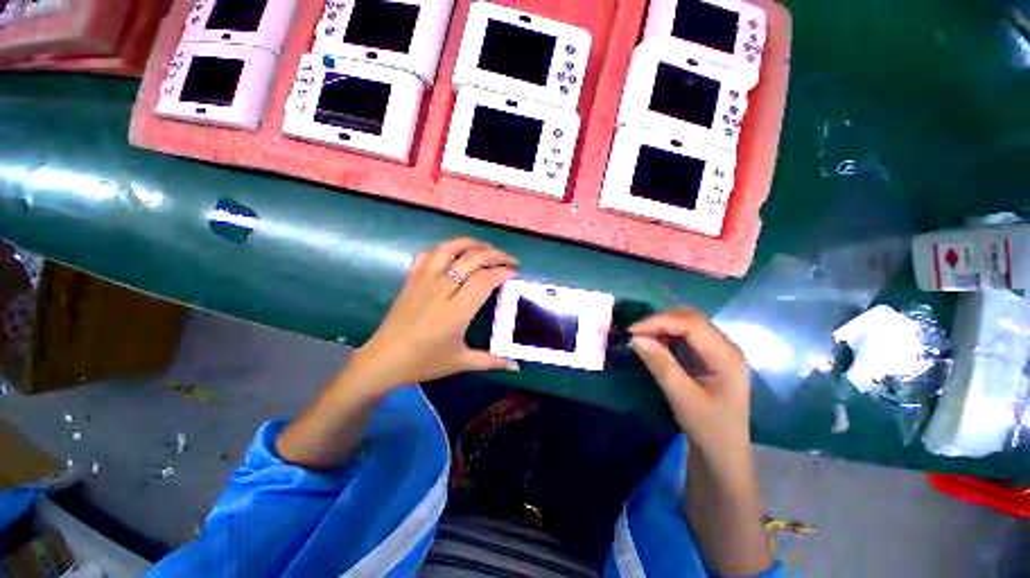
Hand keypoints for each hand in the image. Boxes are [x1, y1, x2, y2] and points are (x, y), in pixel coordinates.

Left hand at [345, 237, 519, 394]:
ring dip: (472, 244)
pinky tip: (456, 252)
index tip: (515, 274)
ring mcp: (423, 280)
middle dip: (495, 255)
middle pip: (472, 258)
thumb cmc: (424, 362)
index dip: (503, 272)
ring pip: (449, 248)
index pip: (485, 279)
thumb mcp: (461, 362)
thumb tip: (516, 366)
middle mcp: (441, 289)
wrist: (383, 360)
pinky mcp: (411, 279)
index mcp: (456, 311)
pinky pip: (428, 253)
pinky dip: (445, 247)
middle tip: (509, 260)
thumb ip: (491, 361)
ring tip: (486, 248)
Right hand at [629, 308, 750, 459]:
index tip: (632, 331)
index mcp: (726, 355)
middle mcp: (725, 346)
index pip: (691, 323)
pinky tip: (654, 344)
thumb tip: (635, 338)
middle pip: (691, 318)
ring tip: (641, 337)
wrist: (723, 455)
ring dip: (662, 326)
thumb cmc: (708, 429)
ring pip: (687, 324)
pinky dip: (666, 335)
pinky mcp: (707, 357)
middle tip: (635, 333)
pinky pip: (684, 336)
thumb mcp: (682, 397)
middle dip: (660, 320)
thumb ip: (660, 364)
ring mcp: (717, 351)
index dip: (659, 321)